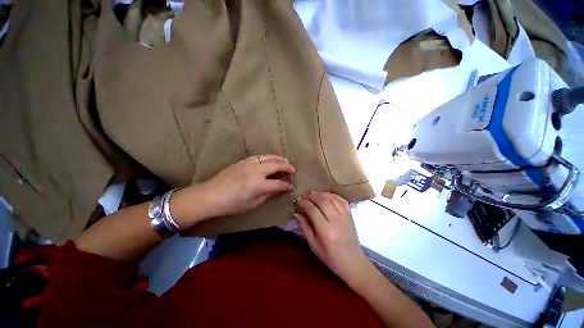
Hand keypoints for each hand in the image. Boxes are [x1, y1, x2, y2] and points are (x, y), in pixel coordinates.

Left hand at [171, 155, 295, 227]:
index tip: (290, 187)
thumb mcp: (251, 204)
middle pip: (276, 165)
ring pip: (268, 157)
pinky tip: (270, 160)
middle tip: (293, 169)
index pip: (278, 183)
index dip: (286, 185)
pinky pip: (259, 156)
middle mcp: (256, 171)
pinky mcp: (243, 161)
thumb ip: (266, 195)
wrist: (210, 195)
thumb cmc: (231, 204)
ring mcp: (249, 164)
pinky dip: (267, 157)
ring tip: (285, 161)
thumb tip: (276, 190)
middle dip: (287, 166)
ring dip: (278, 158)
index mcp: (258, 184)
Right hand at [294, 192, 369, 283]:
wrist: (352, 262)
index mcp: (326, 231)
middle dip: (311, 196)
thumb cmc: (330, 257)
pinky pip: (342, 200)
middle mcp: (336, 221)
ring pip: (332, 198)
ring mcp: (345, 217)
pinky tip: (326, 195)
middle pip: (323, 201)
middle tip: (304, 196)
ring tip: (313, 194)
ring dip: (321, 194)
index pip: (313, 210)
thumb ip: (304, 227)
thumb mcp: (313, 245)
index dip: (304, 203)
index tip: (298, 201)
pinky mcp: (350, 215)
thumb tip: (296, 213)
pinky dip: (333, 195)